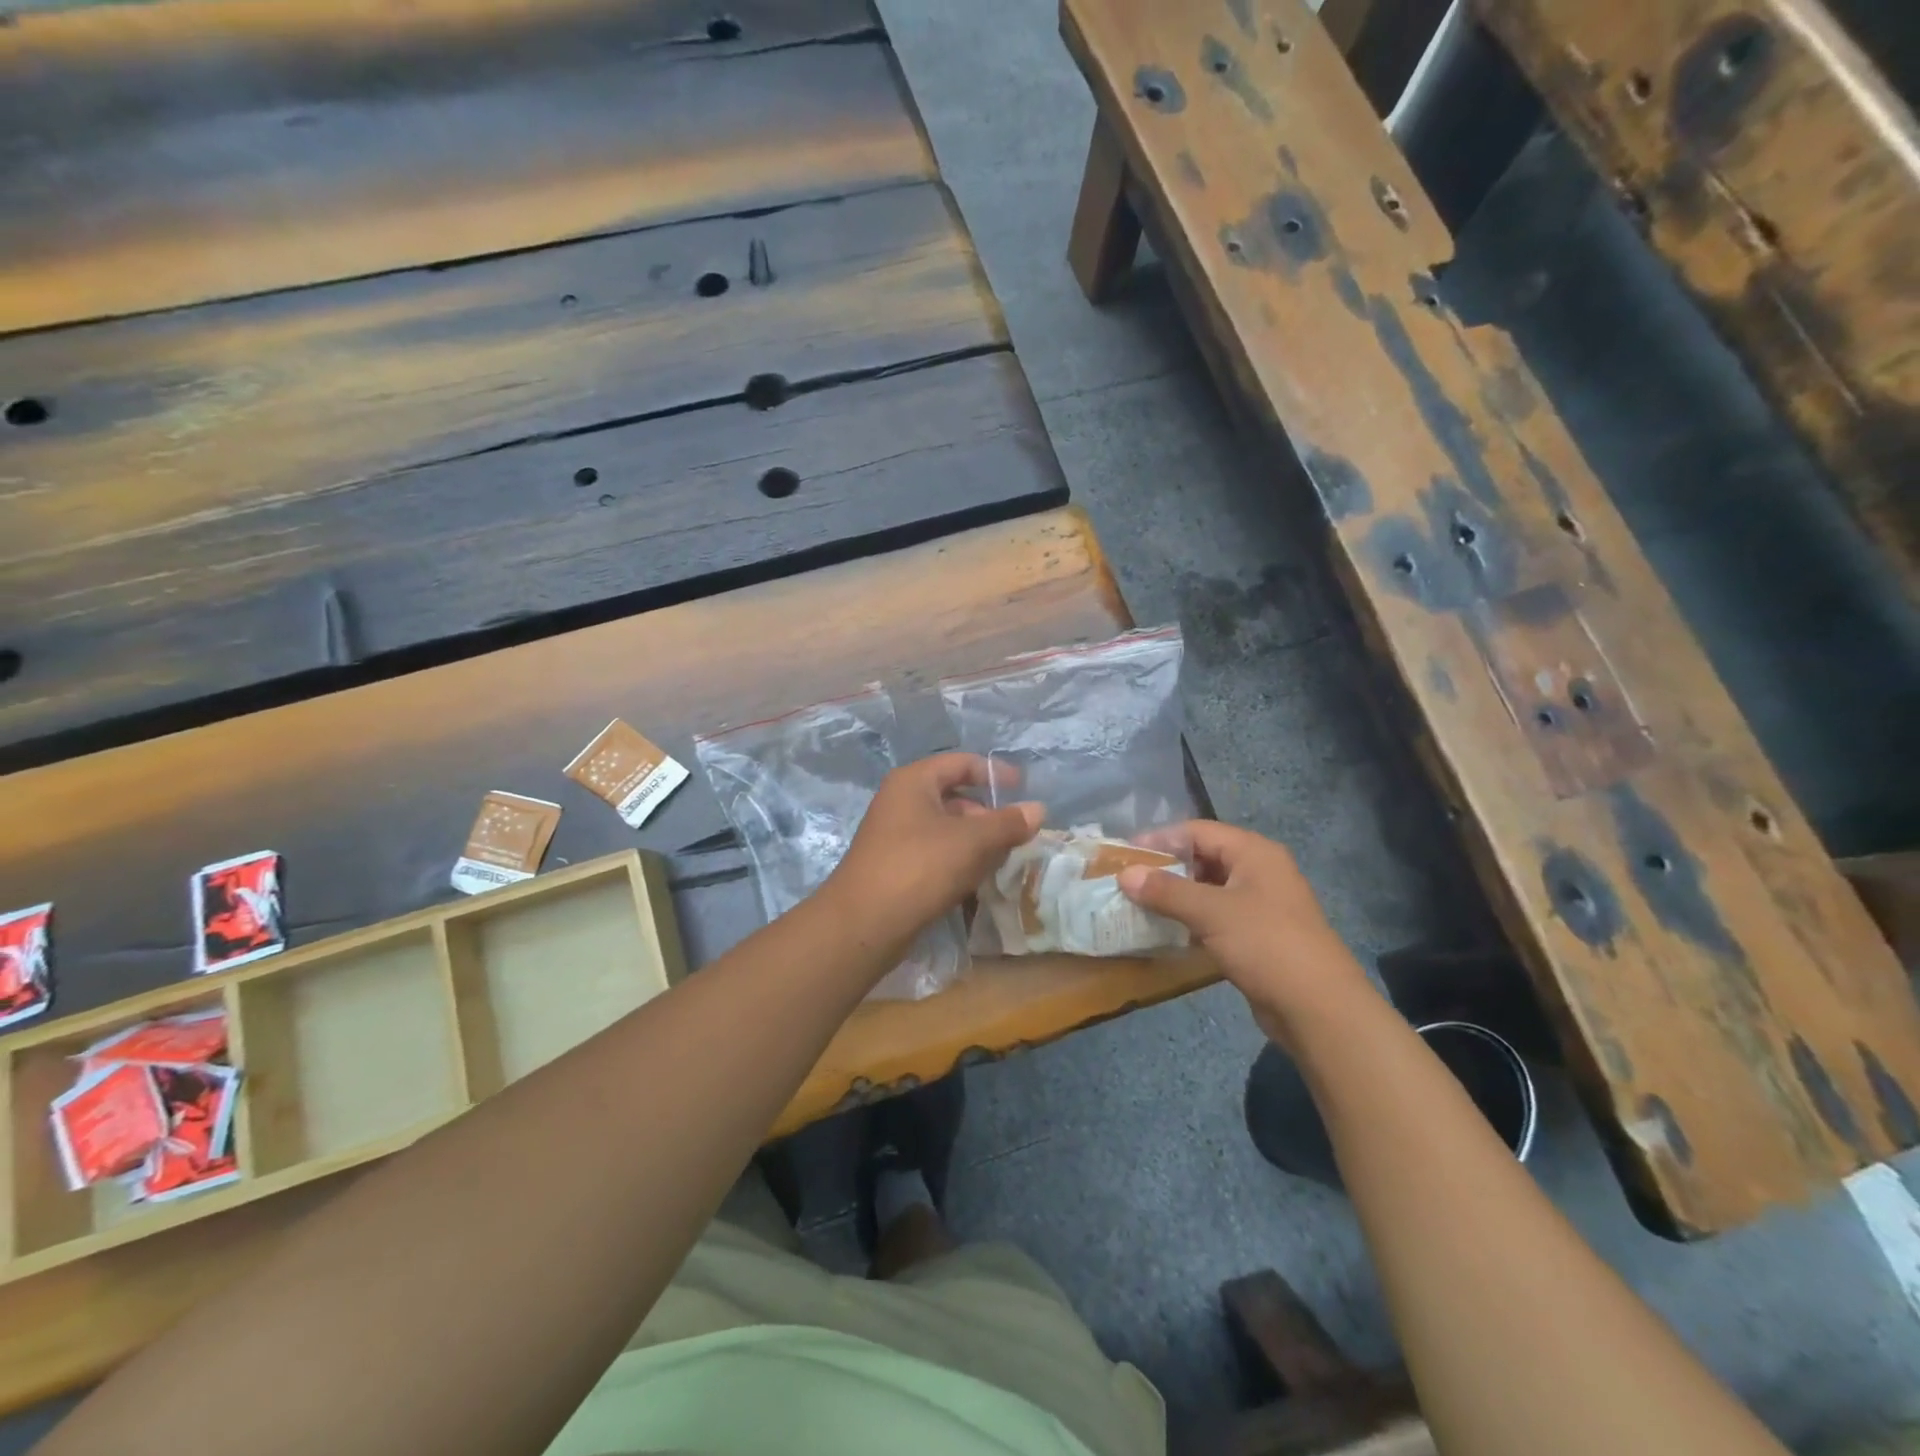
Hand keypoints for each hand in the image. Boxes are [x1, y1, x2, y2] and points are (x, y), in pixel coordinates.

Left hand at [829, 754, 1042, 949]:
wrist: (865, 923)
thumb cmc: (920, 867)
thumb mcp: (972, 841)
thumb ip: (1008, 823)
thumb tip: (1038, 810)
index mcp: (913, 782)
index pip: (959, 763)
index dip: (993, 772)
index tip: (1022, 788)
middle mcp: (900, 801)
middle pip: (953, 796)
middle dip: (987, 814)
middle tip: (1016, 833)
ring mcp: (894, 835)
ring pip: (945, 828)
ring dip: (975, 840)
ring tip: (1003, 858)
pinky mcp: (895, 866)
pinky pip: (934, 853)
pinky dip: (958, 860)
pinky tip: (976, 879)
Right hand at [1117, 821, 1370, 1045]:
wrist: (1318, 1008)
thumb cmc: (1265, 944)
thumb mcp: (1211, 912)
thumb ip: (1166, 891)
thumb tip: (1125, 874)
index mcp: (1254, 853)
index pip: (1197, 831)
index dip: (1160, 839)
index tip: (1125, 854)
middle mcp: (1259, 871)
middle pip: (1204, 857)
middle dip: (1166, 868)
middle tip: (1128, 880)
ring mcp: (1261, 905)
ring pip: (1209, 889)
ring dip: (1176, 896)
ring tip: (1139, 904)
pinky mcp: (1258, 935)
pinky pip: (1217, 916)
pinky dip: (1191, 919)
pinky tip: (1167, 931)